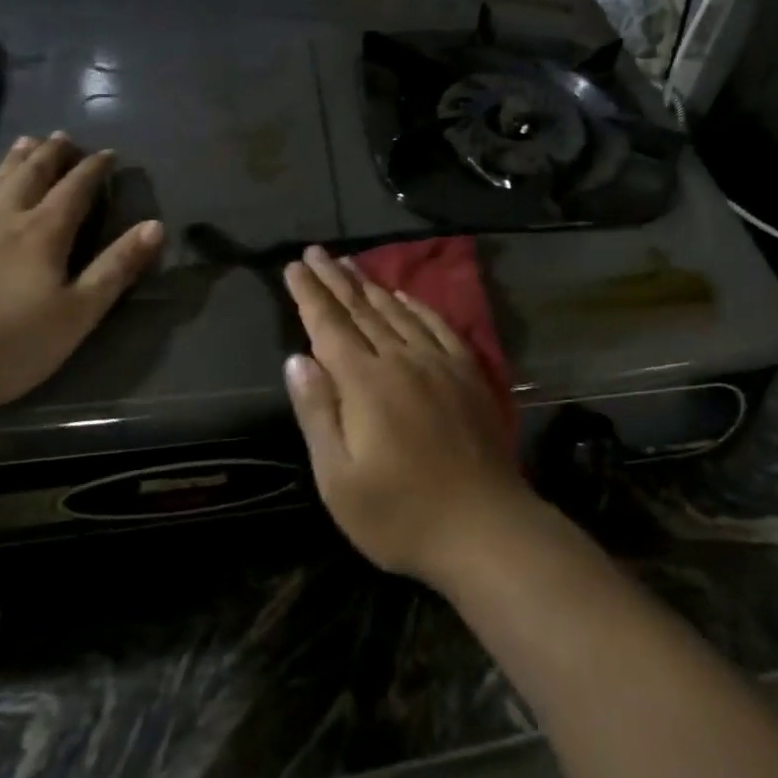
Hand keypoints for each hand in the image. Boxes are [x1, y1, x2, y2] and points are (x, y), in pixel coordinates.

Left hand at [0, 133, 163, 414]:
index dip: (94, 170)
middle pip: (32, 178)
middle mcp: (2, 222)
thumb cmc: (3, 347)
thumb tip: (154, 226)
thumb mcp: (76, 315)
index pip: (76, 191)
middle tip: (65, 136)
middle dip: (52, 156)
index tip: (108, 153)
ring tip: (26, 141)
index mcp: (43, 235)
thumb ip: (116, 269)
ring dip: (11, 163)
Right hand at [282, 245, 534, 584]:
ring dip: (371, 286)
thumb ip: (317, 413)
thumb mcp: (338, 479)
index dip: (309, 295)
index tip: (294, 266)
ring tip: (351, 264)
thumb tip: (297, 359)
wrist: (483, 525)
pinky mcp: (467, 372)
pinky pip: (438, 325)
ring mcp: (440, 363)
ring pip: (398, 312)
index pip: (329, 326)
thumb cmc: (400, 514)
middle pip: (362, 310)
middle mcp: (402, 360)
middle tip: (317, 252)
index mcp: (365, 383)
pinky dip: (417, 306)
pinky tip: (405, 297)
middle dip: (336, 279)